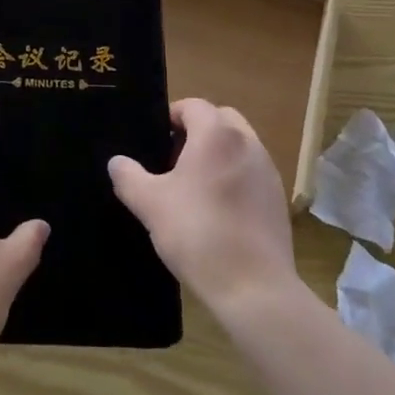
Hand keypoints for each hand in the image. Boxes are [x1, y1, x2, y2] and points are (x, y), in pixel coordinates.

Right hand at [109, 99, 296, 316]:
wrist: (254, 288)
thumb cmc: (197, 233)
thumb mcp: (149, 204)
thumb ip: (128, 176)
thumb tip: (117, 162)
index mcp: (216, 134)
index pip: (193, 106)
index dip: (171, 116)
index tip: (155, 139)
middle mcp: (247, 143)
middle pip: (221, 119)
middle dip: (197, 131)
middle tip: (173, 159)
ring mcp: (268, 171)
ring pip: (239, 146)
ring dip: (218, 154)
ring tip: (194, 187)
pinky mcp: (278, 199)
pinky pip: (252, 173)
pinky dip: (235, 178)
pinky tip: (218, 211)